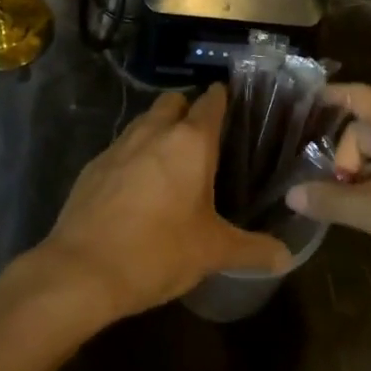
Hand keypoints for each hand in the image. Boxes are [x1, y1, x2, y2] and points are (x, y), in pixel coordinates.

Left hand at [32, 84, 290, 325]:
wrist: (83, 270)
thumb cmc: (159, 251)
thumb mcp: (212, 252)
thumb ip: (253, 249)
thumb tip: (287, 257)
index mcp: (190, 142)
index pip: (211, 102)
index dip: (223, 99)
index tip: (233, 104)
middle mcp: (153, 132)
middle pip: (173, 102)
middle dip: (187, 111)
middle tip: (203, 141)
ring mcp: (118, 146)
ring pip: (144, 122)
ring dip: (158, 131)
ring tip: (173, 164)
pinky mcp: (93, 166)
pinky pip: (121, 148)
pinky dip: (134, 157)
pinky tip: (138, 188)